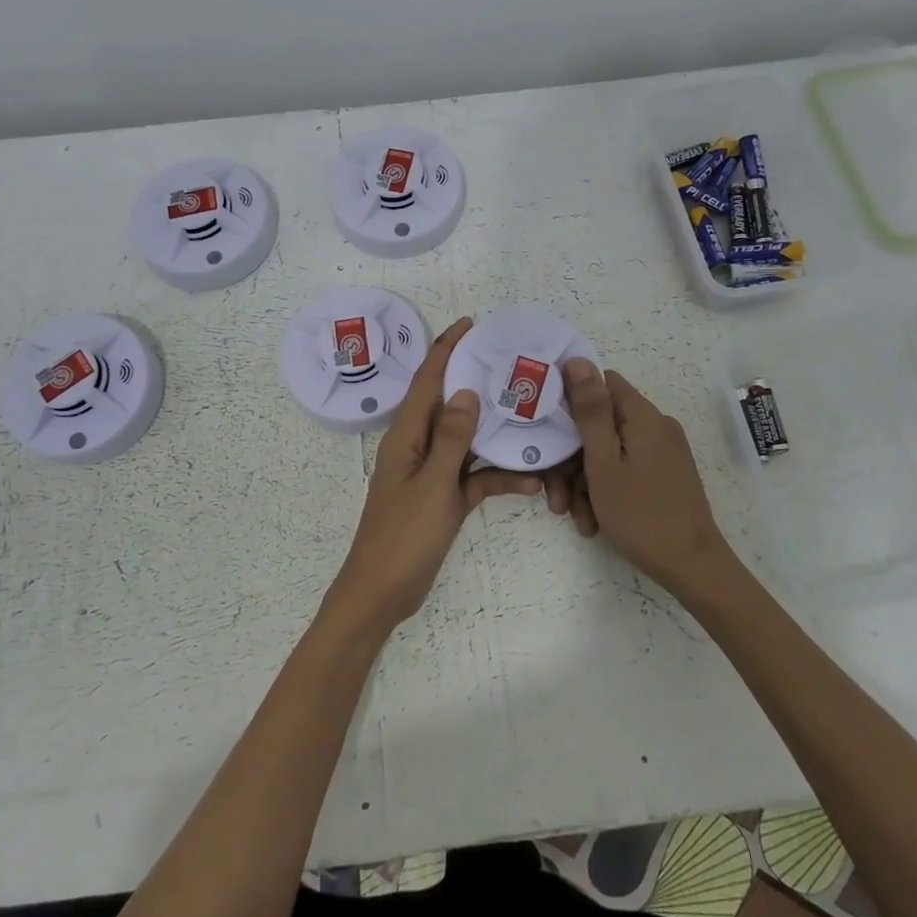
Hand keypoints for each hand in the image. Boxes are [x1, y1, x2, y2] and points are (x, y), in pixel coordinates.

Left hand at [322, 317, 542, 637]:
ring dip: (495, 433)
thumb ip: (451, 438)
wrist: (384, 592)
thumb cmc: (403, 536)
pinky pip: (475, 478)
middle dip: (476, 382)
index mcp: (406, 436)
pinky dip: (499, 478)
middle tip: (511, 364)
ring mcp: (432, 473)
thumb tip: (464, 391)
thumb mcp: (433, 484)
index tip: (470, 324)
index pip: (426, 381)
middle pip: (449, 405)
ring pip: (467, 441)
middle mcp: (418, 447)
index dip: (445, 349)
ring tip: (531, 415)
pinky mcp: (444, 498)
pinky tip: (532, 483)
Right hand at [559, 358, 734, 604]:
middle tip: (556, 496)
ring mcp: (661, 453)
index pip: (601, 384)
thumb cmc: (641, 514)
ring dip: (585, 483)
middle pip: (601, 426)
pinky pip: (624, 471)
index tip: (548, 430)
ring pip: (608, 453)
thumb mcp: (604, 462)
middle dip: (572, 459)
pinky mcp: (663, 475)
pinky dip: (605, 492)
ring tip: (576, 518)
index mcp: (643, 417)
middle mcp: (656, 427)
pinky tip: (594, 523)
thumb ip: (590, 410)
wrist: (691, 567)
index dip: (571, 401)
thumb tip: (578, 359)